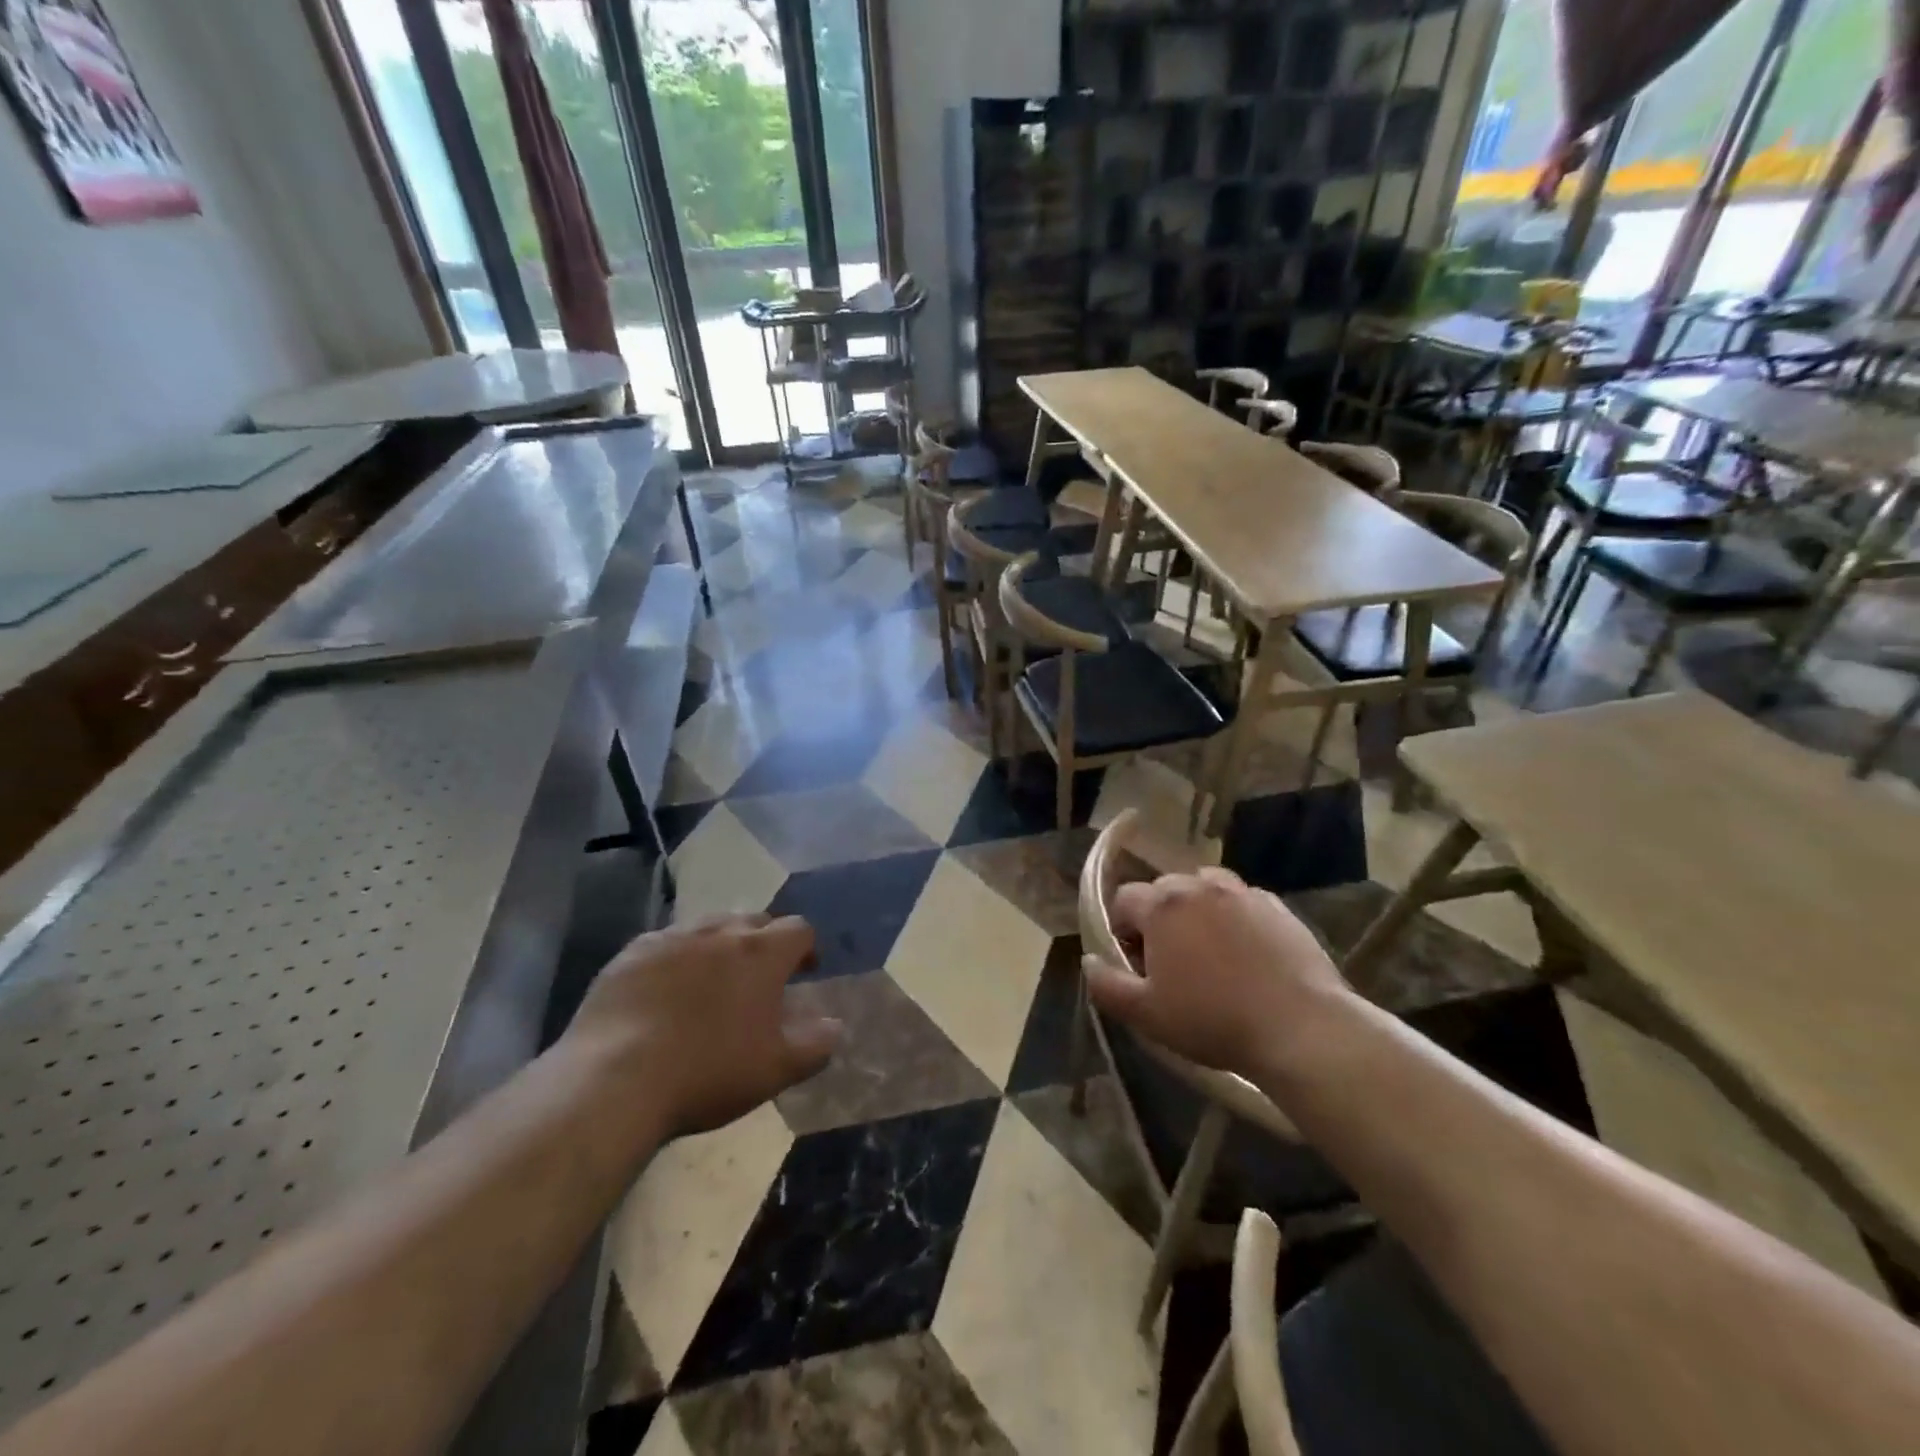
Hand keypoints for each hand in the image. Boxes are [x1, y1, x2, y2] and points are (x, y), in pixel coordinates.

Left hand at [562, 914, 842, 1138]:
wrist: (614, 1080)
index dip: (806, 948)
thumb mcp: (775, 1069)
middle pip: (753, 920)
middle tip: (759, 978)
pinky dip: (675, 959)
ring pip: (708, 927)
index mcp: (761, 953)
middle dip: (763, 942)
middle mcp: (719, 932)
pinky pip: (664, 943)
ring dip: (719, 945)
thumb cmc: (708, 1072)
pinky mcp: (630, 954)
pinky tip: (664, 991)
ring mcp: (671, 938)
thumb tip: (835, 1025)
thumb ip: (816, 1044)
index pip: (798, 929)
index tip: (804, 971)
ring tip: (711, 981)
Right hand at [1083, 867, 1348, 1078]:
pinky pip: (1243, 902)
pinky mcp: (1279, 907)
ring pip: (1206, 888)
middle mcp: (1200, 886)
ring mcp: (1243, 893)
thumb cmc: (1213, 1020)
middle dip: (1159, 917)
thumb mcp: (1146, 1014)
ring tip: (1208, 951)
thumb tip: (1089, 961)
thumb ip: (1107, 985)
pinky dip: (1235, 918)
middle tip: (1170, 961)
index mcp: (1162, 905)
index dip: (1122, 929)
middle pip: (1165, 890)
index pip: (1124, 899)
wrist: (1300, 1029)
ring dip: (1197, 910)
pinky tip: (1246, 954)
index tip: (1135, 962)